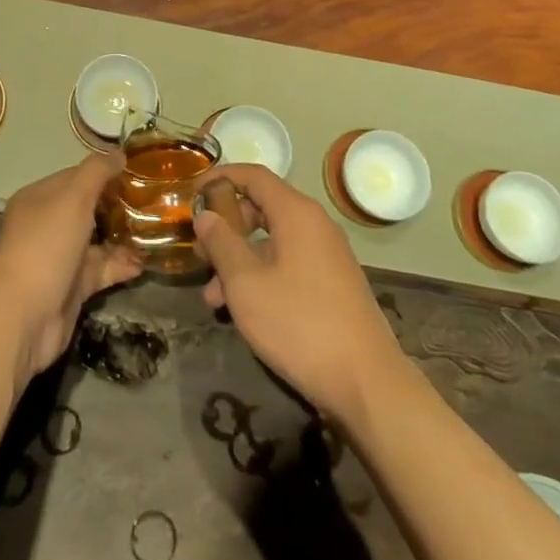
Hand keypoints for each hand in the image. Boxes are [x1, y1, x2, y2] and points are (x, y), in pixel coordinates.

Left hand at [0, 152, 143, 387]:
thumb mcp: (73, 198)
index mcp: (40, 197)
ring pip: (97, 239)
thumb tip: (119, 153)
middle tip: (154, 202)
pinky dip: (122, 265)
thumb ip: (97, 172)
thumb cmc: (46, 246)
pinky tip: (146, 261)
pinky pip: (101, 269)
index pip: (76, 176)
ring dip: (124, 236)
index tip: (138, 173)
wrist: (24, 316)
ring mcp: (59, 256)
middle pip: (88, 208)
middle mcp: (47, 224)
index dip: (105, 173)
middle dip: (118, 205)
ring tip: (157, 230)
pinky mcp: (72, 286)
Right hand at [192, 164, 407, 425]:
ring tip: (212, 298)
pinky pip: (288, 264)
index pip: (253, 175)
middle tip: (200, 252)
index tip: (192, 193)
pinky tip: (242, 310)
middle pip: (262, 208)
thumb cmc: (300, 324)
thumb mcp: (246, 283)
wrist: (367, 383)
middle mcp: (315, 225)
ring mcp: (327, 256)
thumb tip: (206, 215)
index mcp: (296, 213)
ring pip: (272, 242)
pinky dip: (261, 276)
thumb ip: (222, 244)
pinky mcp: (332, 284)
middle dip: (226, 227)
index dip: (221, 177)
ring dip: (239, 261)